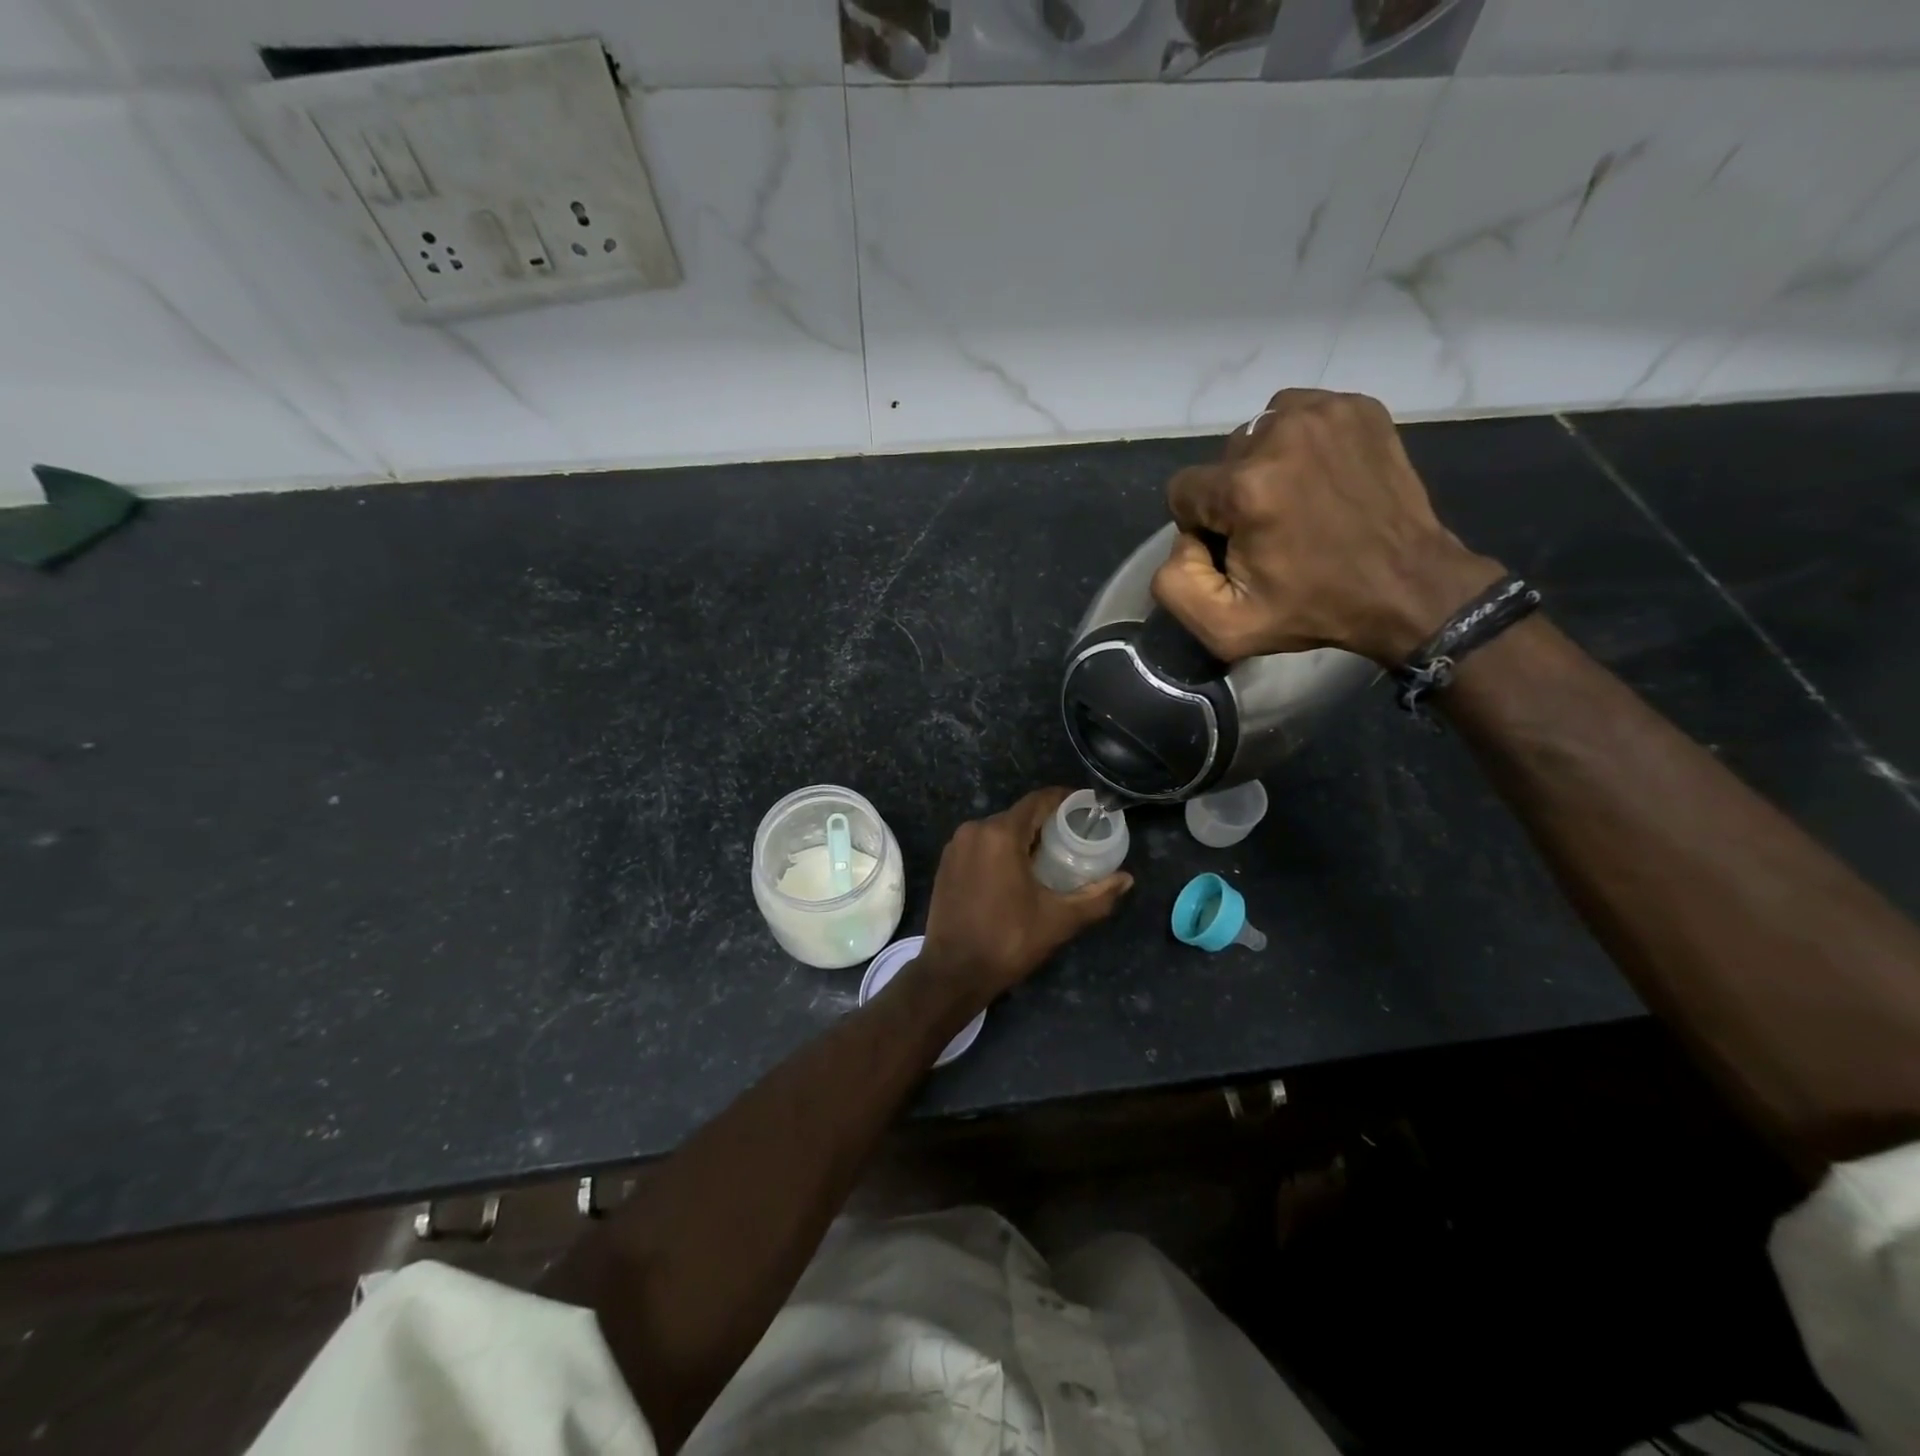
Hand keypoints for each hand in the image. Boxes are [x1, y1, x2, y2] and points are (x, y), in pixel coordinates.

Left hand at [918, 789, 1132, 1003]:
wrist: (953, 973)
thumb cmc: (1008, 941)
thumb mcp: (1059, 920)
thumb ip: (1096, 896)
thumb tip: (1127, 879)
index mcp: (1000, 834)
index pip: (1038, 801)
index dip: (1065, 800)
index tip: (1087, 808)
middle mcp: (974, 830)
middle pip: (1018, 815)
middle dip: (1046, 824)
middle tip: (1074, 841)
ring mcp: (955, 846)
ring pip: (998, 831)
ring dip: (1023, 839)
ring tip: (1050, 859)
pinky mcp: (946, 864)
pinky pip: (980, 845)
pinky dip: (1001, 851)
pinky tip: (1017, 873)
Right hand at [1150, 388, 1503, 665]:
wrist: (1406, 587)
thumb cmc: (1312, 609)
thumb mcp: (1225, 627)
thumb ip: (1173, 583)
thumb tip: (1183, 538)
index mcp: (1246, 487)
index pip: (1183, 490)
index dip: (1202, 526)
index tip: (1237, 550)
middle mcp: (1280, 434)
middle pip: (1221, 461)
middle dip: (1233, 495)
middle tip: (1271, 530)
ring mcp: (1324, 413)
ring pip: (1257, 433)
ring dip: (1263, 466)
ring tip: (1295, 502)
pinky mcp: (1356, 407)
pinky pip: (1298, 415)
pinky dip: (1298, 445)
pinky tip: (1319, 479)